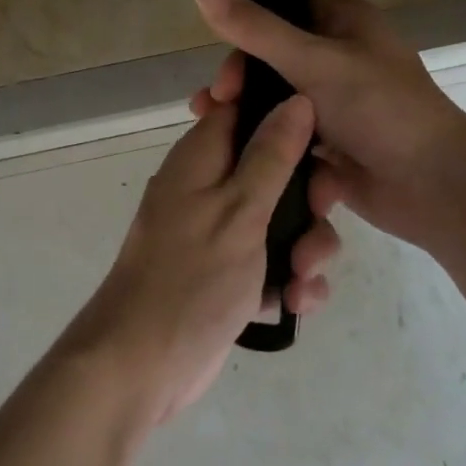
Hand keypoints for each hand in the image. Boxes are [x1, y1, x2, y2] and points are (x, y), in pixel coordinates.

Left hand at [61, 95, 341, 424]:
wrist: (143, 365)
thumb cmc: (190, 277)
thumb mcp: (239, 210)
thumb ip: (271, 155)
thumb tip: (297, 100)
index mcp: (204, 156)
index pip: (247, 108)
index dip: (286, 114)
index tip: (323, 138)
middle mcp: (211, 185)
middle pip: (277, 166)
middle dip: (308, 196)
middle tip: (319, 215)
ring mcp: (221, 231)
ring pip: (283, 217)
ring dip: (306, 246)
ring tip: (301, 280)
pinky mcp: (231, 272)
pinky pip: (275, 260)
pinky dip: (291, 279)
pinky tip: (295, 304)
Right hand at [194, 0, 465, 253]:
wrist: (435, 186)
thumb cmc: (380, 110)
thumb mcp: (315, 62)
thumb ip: (257, 30)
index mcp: (345, 22)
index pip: (280, 10)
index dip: (244, 33)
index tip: (224, 68)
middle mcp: (340, 56)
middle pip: (272, 57)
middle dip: (240, 80)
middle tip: (217, 104)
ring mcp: (337, 101)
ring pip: (277, 97)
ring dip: (246, 111)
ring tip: (213, 129)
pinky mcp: (333, 141)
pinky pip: (289, 132)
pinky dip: (268, 140)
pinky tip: (238, 155)